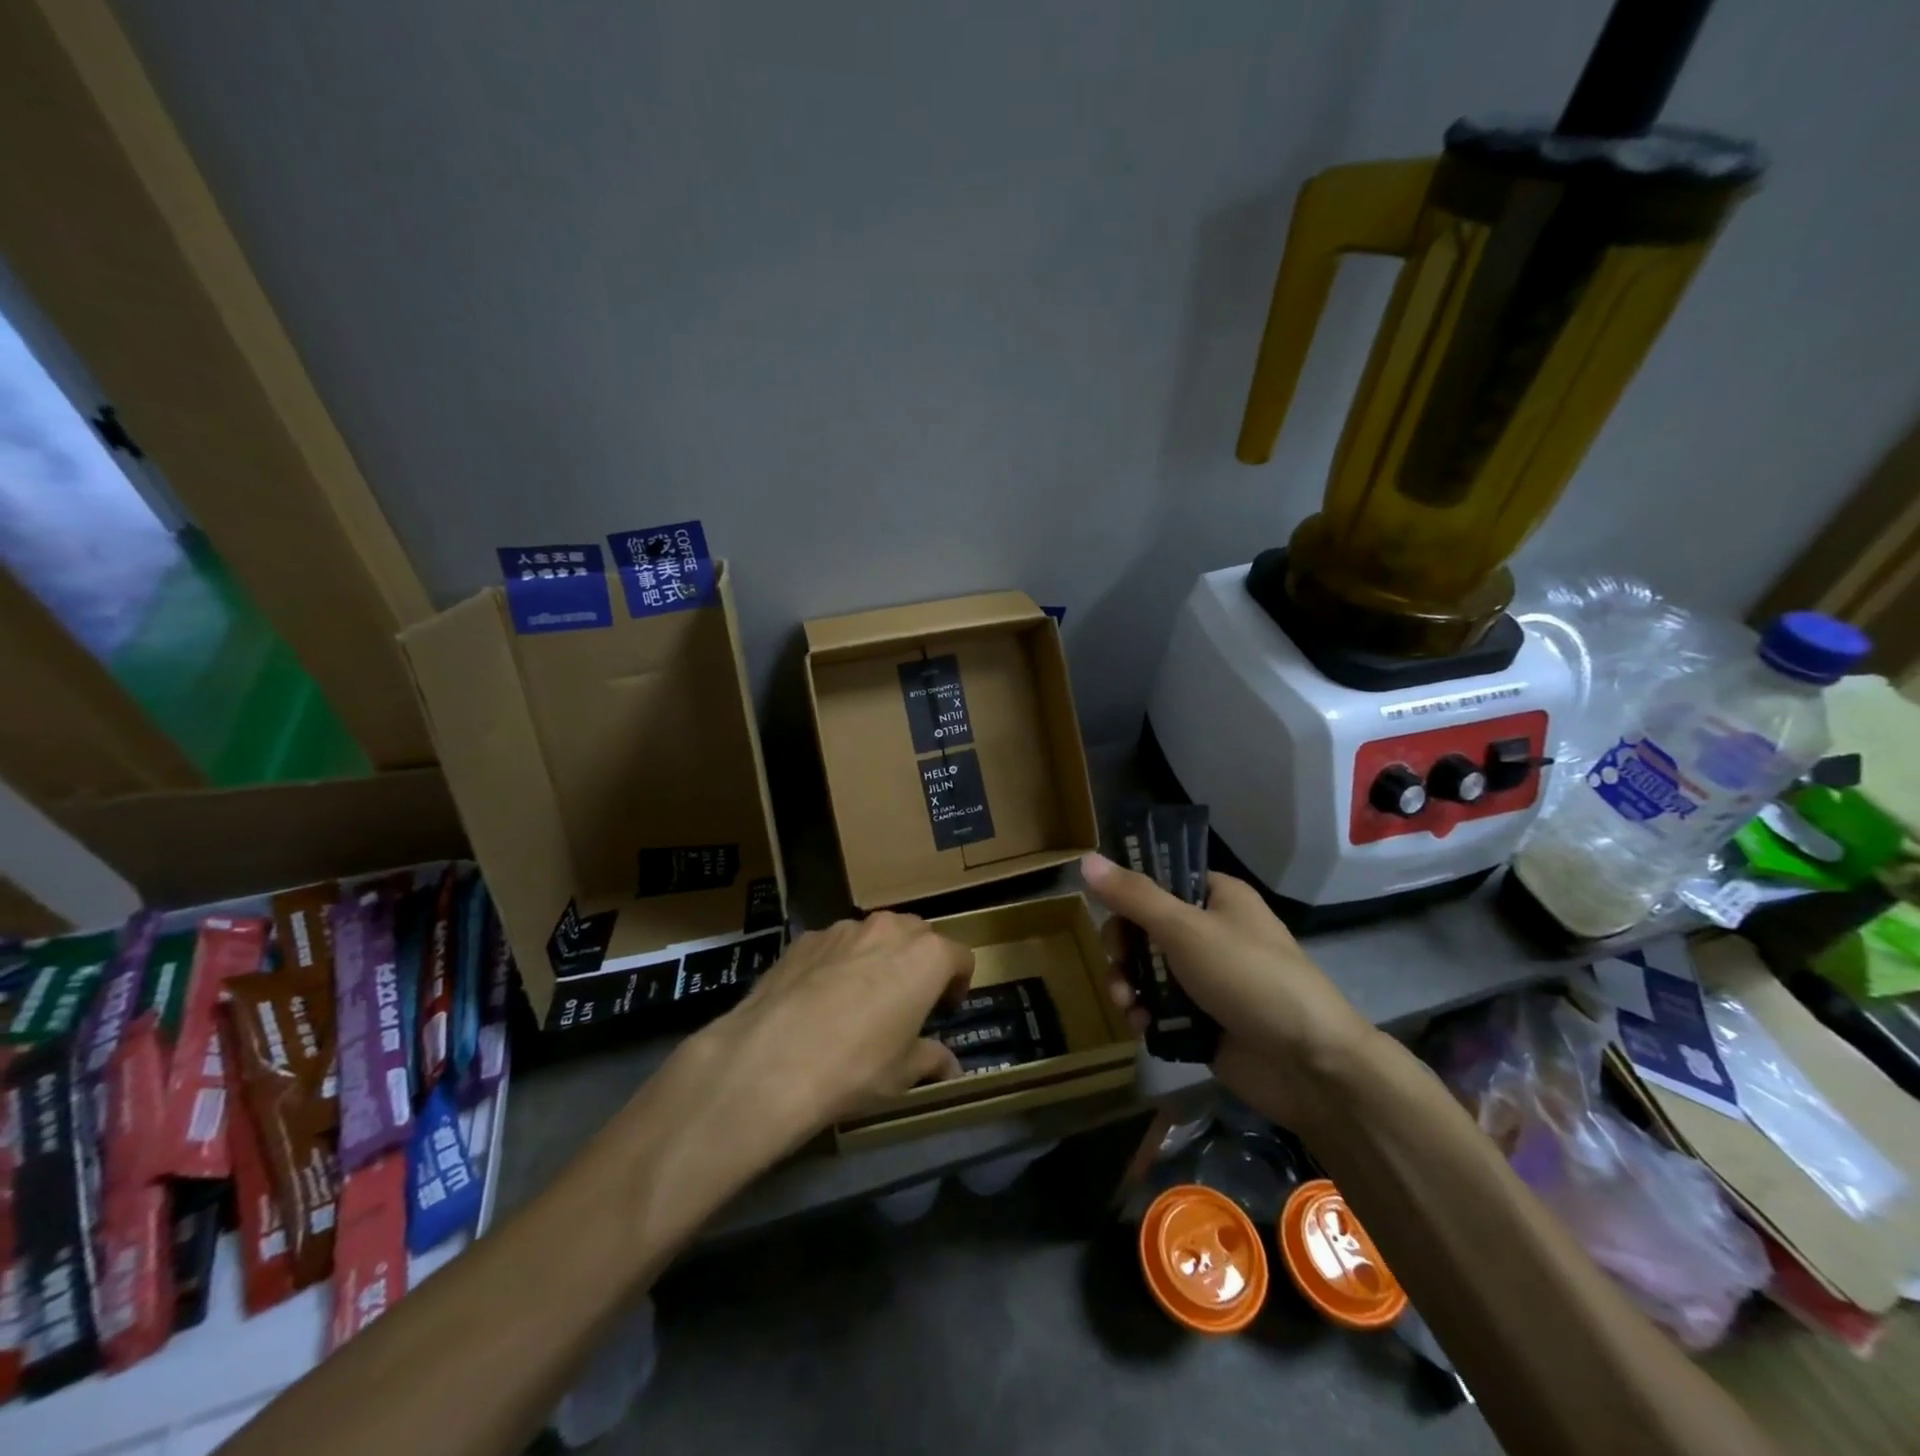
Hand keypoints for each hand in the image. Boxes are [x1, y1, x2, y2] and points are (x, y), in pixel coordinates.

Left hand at [687, 912, 974, 1143]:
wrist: (771, 1060)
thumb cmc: (856, 1066)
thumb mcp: (903, 1074)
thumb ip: (931, 1060)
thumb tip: (950, 1067)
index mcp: (926, 956)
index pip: (960, 958)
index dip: (958, 984)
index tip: (945, 1011)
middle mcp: (889, 929)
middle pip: (918, 935)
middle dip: (919, 962)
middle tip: (908, 1000)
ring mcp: (843, 928)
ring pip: (874, 934)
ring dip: (879, 956)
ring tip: (861, 997)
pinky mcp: (804, 938)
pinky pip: (835, 944)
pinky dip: (838, 962)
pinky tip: (820, 999)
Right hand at [1080, 851, 1375, 1125]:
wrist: (1310, 1065)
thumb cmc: (1249, 978)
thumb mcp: (1186, 929)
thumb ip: (1133, 896)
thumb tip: (1086, 858)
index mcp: (1216, 897)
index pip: (1160, 880)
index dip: (1128, 893)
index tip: (1106, 910)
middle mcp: (1210, 932)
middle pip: (1145, 927)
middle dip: (1123, 948)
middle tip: (1120, 964)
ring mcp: (1206, 978)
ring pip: (1147, 969)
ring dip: (1128, 983)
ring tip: (1126, 1004)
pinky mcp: (1202, 1018)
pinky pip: (1158, 1006)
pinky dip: (1143, 1013)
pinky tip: (1139, 1025)